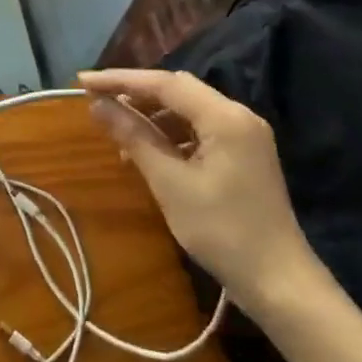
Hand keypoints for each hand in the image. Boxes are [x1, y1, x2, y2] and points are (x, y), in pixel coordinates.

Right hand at [80, 69, 324, 310]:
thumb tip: (97, 106)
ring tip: (117, 134)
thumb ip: (134, 137)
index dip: (120, 80)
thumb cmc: (222, 231)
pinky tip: (147, 153)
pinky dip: (170, 135)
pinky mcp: (243, 154)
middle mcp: (238, 115)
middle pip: (178, 90)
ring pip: (188, 110)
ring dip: (152, 116)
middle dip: (135, 93)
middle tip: (96, 102)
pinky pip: (199, 130)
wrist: (279, 282)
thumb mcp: (170, 183)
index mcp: (225, 117)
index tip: (83, 81)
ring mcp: (244, 135)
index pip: (165, 83)